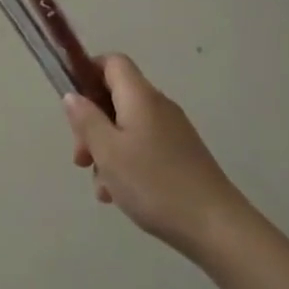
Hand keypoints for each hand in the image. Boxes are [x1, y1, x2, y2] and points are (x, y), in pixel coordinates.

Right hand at [63, 54, 247, 259]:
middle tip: (81, 158)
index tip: (73, 104)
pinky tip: (120, 195)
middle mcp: (158, 105)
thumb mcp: (108, 152)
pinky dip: (126, 162)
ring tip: (101, 187)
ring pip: (126, 127)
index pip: (112, 62)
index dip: (88, 72)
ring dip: (107, 150)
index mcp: (140, 96)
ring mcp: (172, 131)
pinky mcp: (181, 154)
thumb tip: (72, 95)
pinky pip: (143, 146)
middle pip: (115, 97)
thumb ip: (86, 120)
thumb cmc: (154, 184)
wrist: (216, 226)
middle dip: (92, 123)